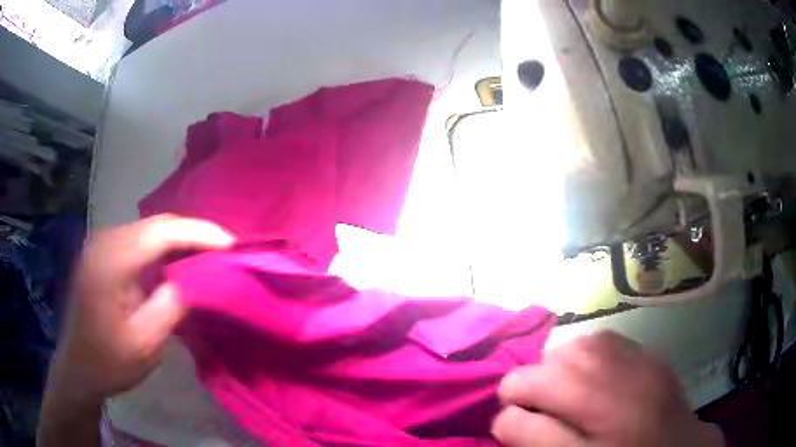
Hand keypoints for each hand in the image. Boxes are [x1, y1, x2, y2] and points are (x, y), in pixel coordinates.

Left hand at [49, 214, 234, 400]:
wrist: (78, 368)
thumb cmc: (109, 361)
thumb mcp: (145, 342)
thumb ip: (172, 305)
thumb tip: (197, 277)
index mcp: (111, 259)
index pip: (162, 231)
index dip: (200, 233)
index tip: (233, 244)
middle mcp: (105, 240)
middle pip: (157, 225)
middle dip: (194, 234)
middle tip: (225, 251)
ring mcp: (103, 244)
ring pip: (150, 231)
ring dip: (180, 241)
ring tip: (209, 256)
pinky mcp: (104, 253)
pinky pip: (141, 242)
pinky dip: (165, 250)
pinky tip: (179, 263)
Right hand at [491, 331, 724, 446]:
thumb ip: (535, 438)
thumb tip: (506, 415)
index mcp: (594, 408)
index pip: (523, 392)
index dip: (511, 410)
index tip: (520, 425)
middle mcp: (615, 373)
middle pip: (549, 361)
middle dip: (534, 386)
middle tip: (545, 411)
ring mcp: (637, 357)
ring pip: (576, 345)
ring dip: (560, 368)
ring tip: (567, 393)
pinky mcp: (649, 354)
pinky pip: (604, 340)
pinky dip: (588, 356)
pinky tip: (595, 377)